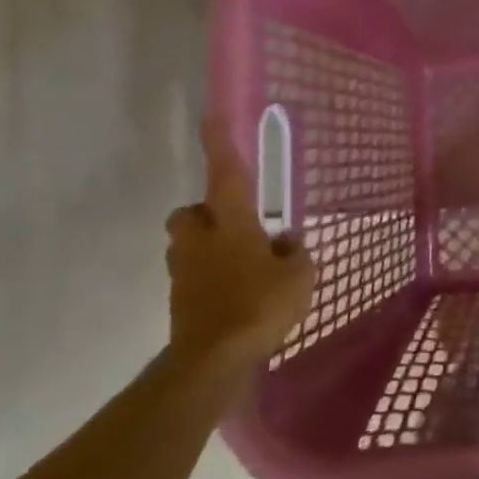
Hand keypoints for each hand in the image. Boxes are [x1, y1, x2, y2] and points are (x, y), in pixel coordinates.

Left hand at [166, 117, 317, 368]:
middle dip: (206, 213)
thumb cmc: (260, 306)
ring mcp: (184, 271)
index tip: (212, 117)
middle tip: (236, 226)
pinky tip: (238, 295)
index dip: (220, 145)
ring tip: (244, 266)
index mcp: (232, 225)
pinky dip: (211, 278)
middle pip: (190, 213)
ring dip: (209, 247)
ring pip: (189, 245)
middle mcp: (201, 240)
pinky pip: (194, 276)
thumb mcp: (299, 275)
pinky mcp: (180, 300)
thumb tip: (285, 242)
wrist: (213, 360)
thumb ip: (294, 253)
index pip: (226, 175)